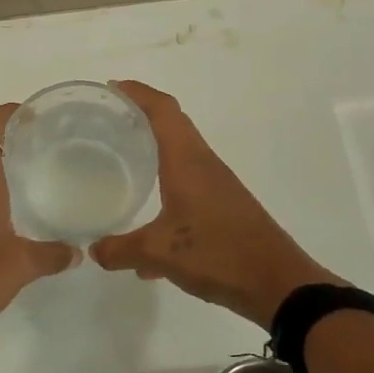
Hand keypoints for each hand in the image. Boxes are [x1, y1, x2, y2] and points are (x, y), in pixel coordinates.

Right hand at [91, 81, 339, 329]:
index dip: (137, 93)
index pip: (163, 110)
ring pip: (180, 155)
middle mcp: (204, 164)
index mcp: (188, 161)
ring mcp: (217, 186)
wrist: (278, 284)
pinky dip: (165, 188)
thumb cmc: (218, 254)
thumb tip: (94, 250)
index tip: (110, 88)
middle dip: (141, 117)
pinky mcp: (224, 208)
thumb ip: (121, 249)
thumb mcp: (159, 253)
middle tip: (107, 122)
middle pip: (173, 125)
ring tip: (122, 161)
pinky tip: (147, 228)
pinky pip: (187, 184)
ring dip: (154, 151)